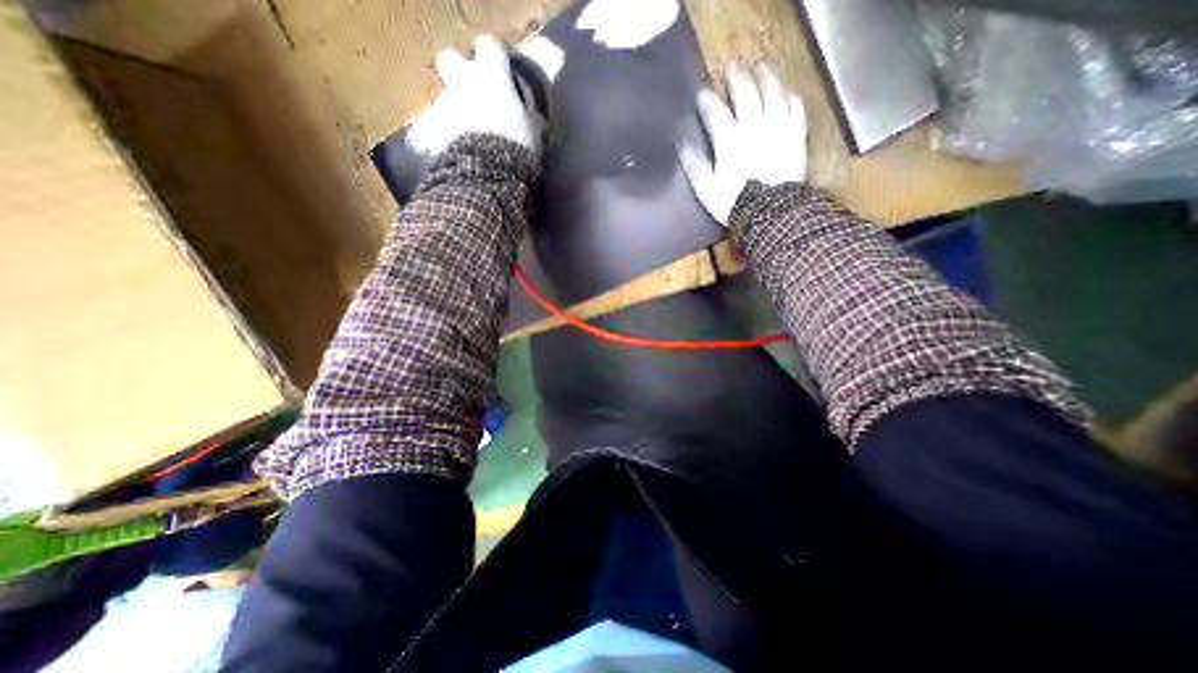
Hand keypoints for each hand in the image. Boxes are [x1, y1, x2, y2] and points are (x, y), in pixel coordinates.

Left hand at [411, 35, 545, 158]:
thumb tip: (537, 120)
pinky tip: (461, 152)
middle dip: (459, 70)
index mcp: (492, 78)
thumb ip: (531, 121)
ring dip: (456, 111)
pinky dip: (448, 136)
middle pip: (450, 58)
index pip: (490, 48)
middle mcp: (463, 83)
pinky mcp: (432, 130)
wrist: (485, 173)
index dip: (495, 57)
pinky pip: (439, 128)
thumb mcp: (534, 134)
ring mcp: (445, 106)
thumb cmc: (516, 147)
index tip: (502, 69)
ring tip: (471, 135)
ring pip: (446, 98)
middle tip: (473, 91)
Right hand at [677, 63, 807, 225]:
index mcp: (729, 141)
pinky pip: (795, 108)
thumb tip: (683, 145)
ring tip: (761, 67)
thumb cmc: (734, 203)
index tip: (701, 94)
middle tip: (732, 66)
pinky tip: (785, 92)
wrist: (770, 214)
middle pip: (746, 93)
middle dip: (737, 77)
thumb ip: (694, 165)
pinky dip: (789, 96)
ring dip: (766, 77)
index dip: (707, 101)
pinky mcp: (795, 136)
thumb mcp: (706, 189)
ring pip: (773, 93)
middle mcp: (754, 127)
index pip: (716, 112)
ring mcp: (778, 129)